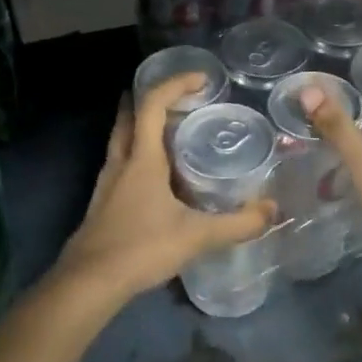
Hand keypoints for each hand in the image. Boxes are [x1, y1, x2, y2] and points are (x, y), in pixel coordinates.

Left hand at [55, 74, 274, 302]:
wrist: (89, 283)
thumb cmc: (141, 248)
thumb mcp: (197, 236)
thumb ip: (238, 224)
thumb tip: (272, 210)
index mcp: (142, 159)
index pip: (152, 104)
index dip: (175, 84)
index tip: (201, 79)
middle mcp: (121, 162)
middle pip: (129, 115)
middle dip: (152, 98)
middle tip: (182, 99)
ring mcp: (107, 182)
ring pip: (122, 138)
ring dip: (142, 126)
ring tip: (173, 131)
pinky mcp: (103, 202)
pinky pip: (121, 163)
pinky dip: (139, 154)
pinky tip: (158, 176)